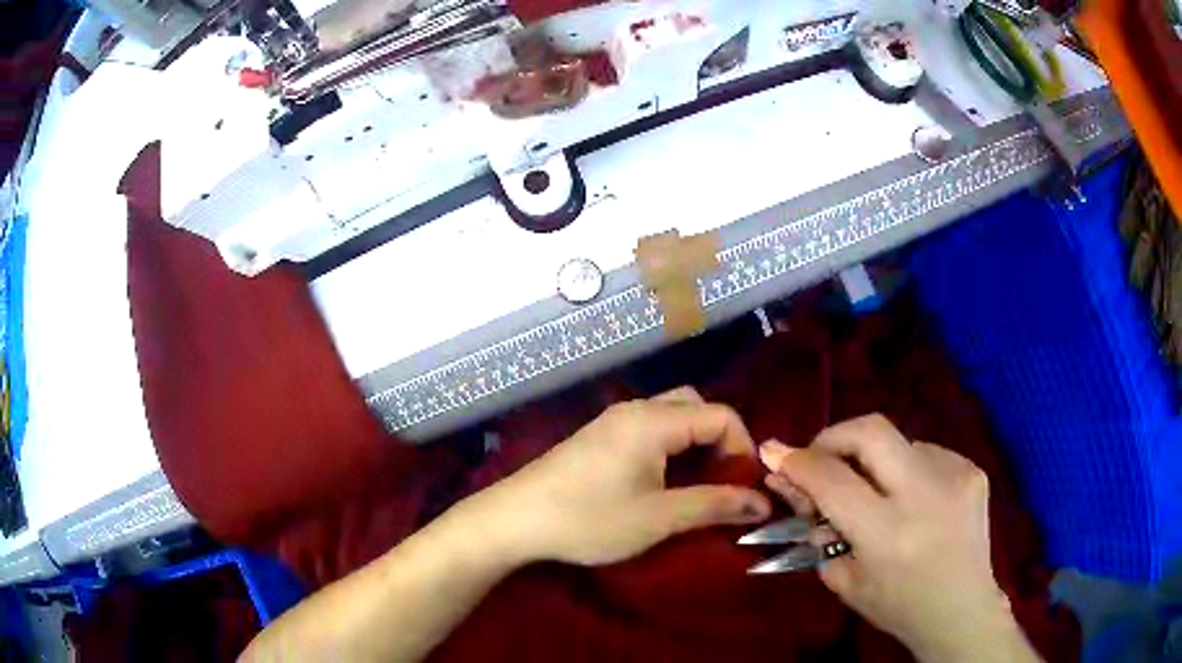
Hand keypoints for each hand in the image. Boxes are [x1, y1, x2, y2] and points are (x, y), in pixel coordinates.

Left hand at [470, 388, 771, 566]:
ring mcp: (612, 422)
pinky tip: (662, 483)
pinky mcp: (597, 438)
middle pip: (696, 408)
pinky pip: (648, 430)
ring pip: (671, 418)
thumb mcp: (659, 517)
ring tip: (697, 486)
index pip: (721, 416)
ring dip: (694, 446)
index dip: (743, 449)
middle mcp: (636, 410)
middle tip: (722, 482)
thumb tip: (763, 502)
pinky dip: (669, 449)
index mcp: (654, 420)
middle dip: (719, 441)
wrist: (514, 520)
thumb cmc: (590, 518)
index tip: (745, 489)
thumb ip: (715, 505)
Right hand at [760, 415, 1034, 662]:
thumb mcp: (845, 580)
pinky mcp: (972, 469)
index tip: (774, 454)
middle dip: (833, 435)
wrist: (963, 609)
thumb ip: (816, 530)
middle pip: (871, 431)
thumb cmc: (897, 606)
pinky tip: (911, 499)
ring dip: (874, 461)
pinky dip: (906, 469)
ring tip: (875, 494)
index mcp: (889, 535)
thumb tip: (791, 481)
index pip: (833, 480)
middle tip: (819, 455)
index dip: (798, 462)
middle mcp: (925, 495)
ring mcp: (956, 475)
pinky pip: (925, 453)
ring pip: (898, 442)